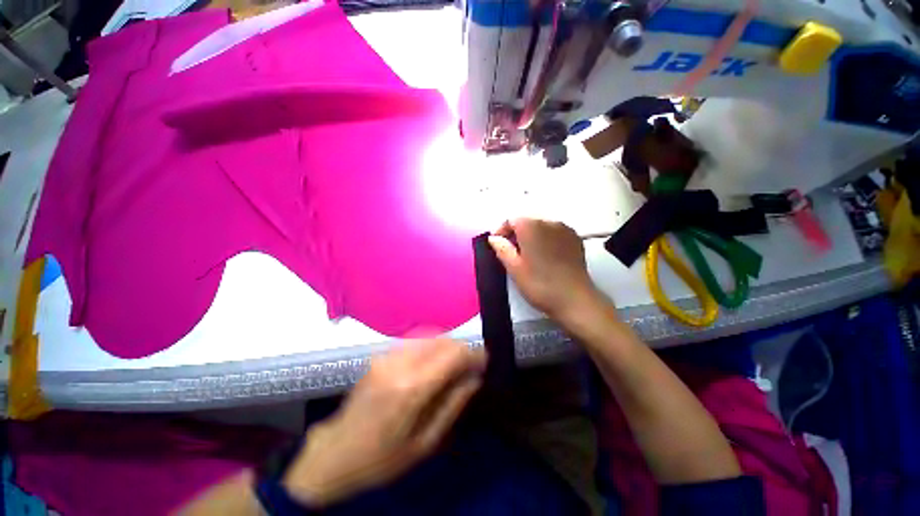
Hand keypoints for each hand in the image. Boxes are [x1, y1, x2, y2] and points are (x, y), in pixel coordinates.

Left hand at [282, 339, 485, 506]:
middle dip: (461, 348)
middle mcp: (399, 363)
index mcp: (411, 388)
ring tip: (455, 363)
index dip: (473, 353)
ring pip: (429, 336)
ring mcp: (387, 356)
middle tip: (471, 364)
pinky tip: (434, 362)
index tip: (485, 360)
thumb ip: (453, 405)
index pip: (452, 355)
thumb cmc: (382, 458)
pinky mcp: (381, 355)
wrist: (335, 452)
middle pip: (442, 340)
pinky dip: (431, 345)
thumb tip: (475, 379)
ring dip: (447, 345)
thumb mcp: (424, 443)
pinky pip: (415, 341)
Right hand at [488, 218, 601, 322]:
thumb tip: (494, 238)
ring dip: (531, 236)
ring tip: (528, 256)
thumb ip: (502, 249)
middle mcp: (549, 222)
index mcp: (531, 227)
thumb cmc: (539, 284)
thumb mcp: (514, 268)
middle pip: (527, 222)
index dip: (501, 231)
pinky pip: (555, 233)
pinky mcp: (575, 239)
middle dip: (516, 234)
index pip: (511, 220)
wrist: (575, 300)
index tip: (498, 246)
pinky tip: (545, 256)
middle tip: (511, 253)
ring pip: (541, 227)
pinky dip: (546, 239)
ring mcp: (565, 229)